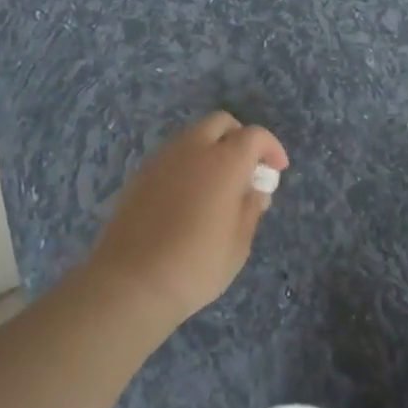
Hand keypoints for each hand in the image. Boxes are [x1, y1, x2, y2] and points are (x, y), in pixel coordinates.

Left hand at [87, 112, 289, 330]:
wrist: (130, 285)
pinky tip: (189, 197)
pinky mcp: (139, 178)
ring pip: (192, 136)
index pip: (255, 136)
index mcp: (225, 162)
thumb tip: (253, 191)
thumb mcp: (239, 243)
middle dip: (239, 138)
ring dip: (211, 149)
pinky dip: (187, 165)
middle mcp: (192, 150)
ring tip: (218, 185)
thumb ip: (251, 208)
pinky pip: (171, 157)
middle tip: (247, 168)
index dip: (271, 148)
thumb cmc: (197, 265)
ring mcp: (161, 161)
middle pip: (220, 123)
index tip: (276, 170)